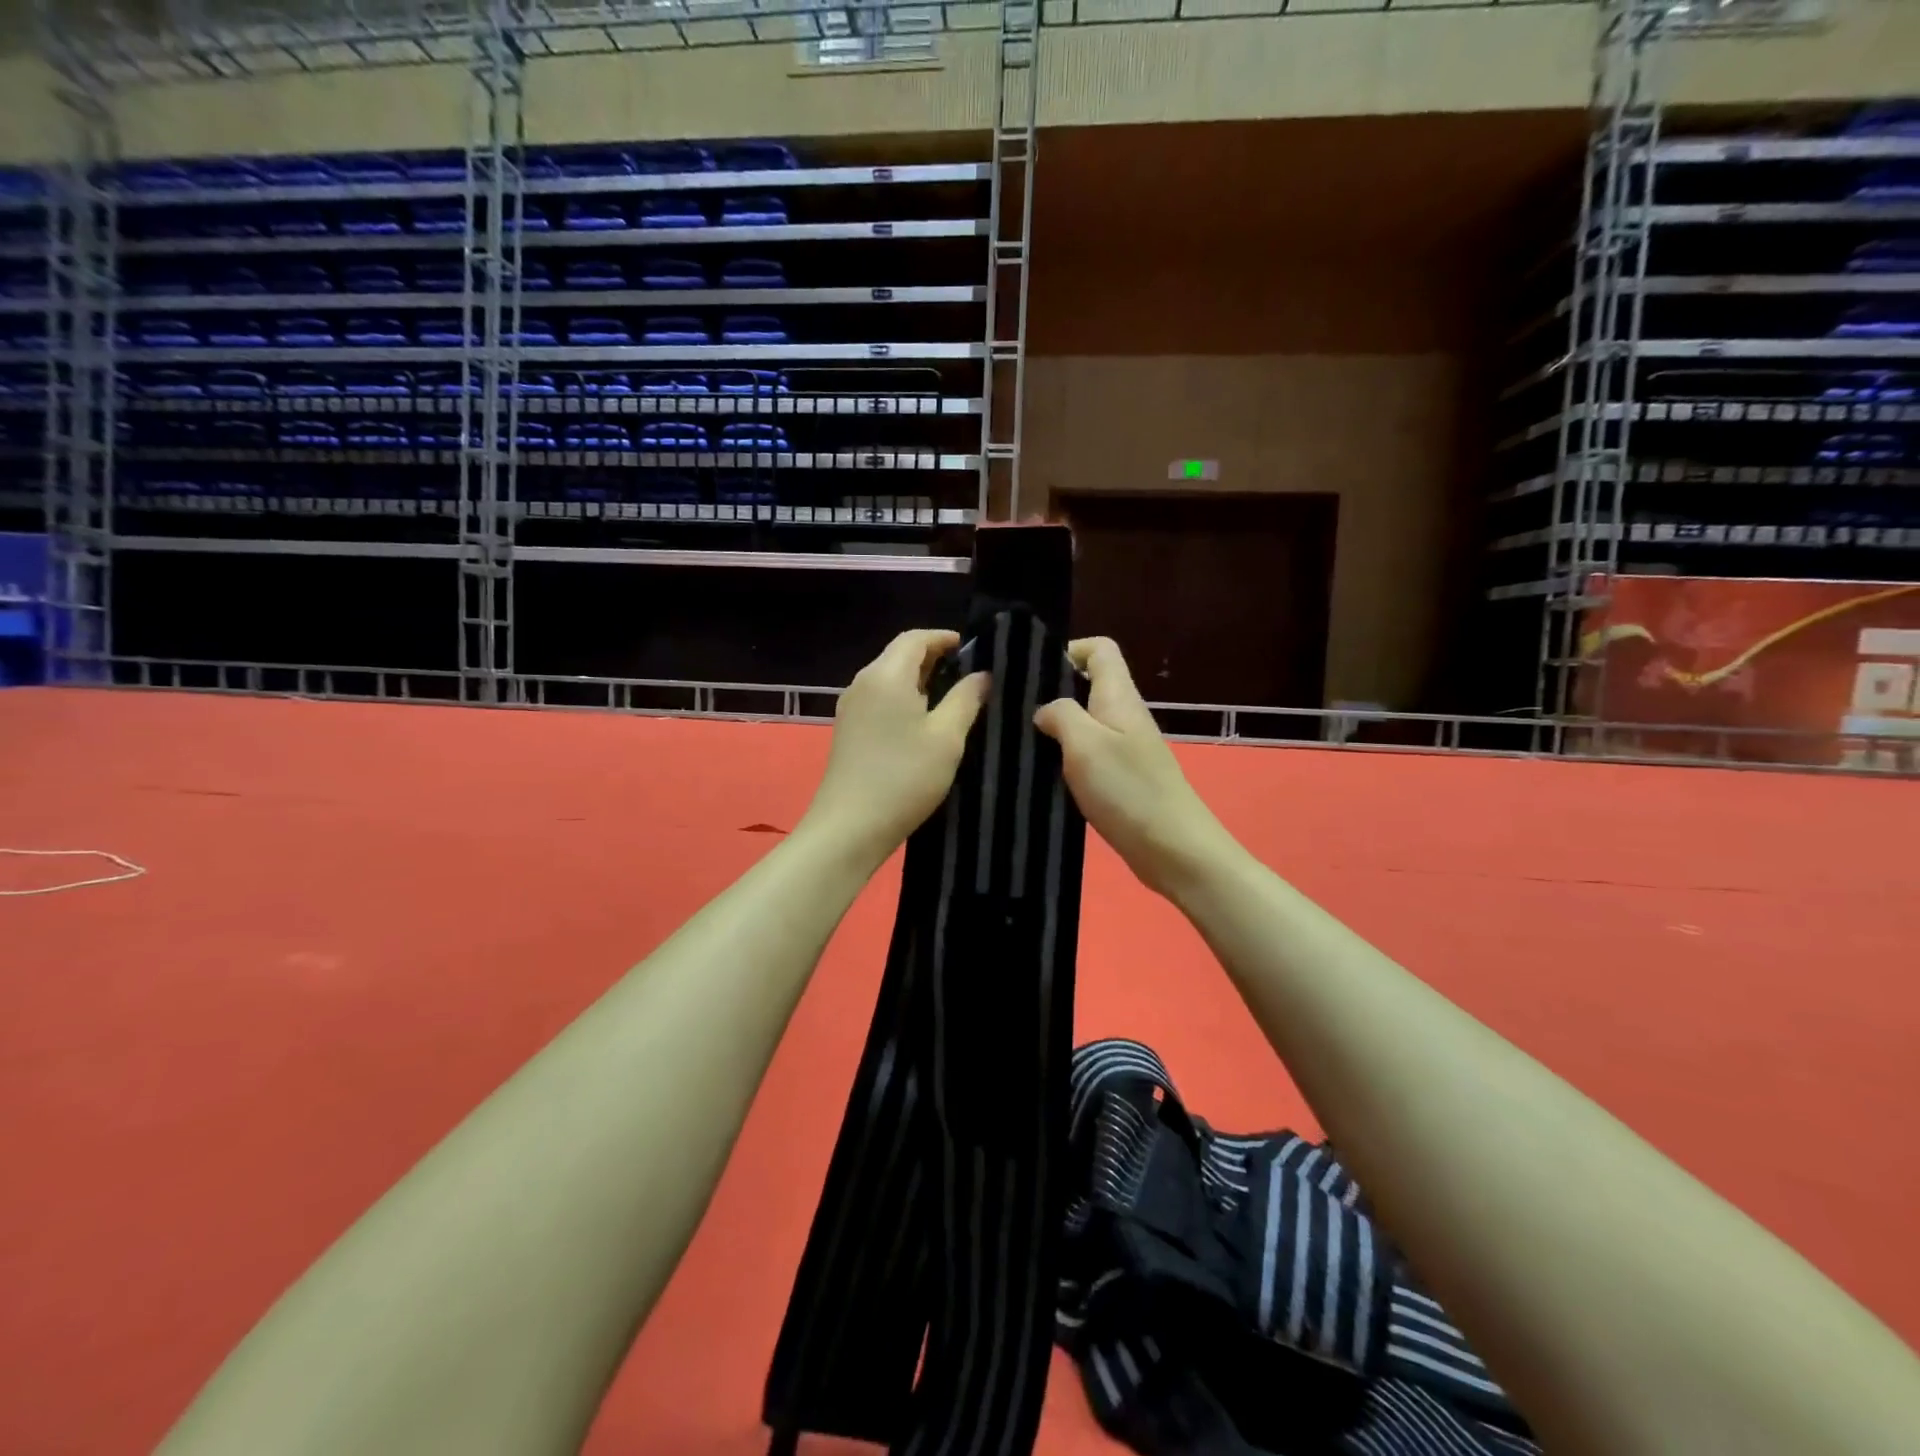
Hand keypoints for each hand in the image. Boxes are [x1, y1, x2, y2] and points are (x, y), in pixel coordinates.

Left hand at [802, 629, 990, 869]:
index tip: (974, 650)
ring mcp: (851, 707)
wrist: (849, 827)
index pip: (916, 638)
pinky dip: (904, 698)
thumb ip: (967, 699)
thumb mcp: (947, 738)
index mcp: (886, 675)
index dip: (945, 638)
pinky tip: (924, 722)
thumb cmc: (904, 778)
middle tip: (970, 675)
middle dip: (934, 658)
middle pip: (900, 655)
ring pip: (889, 678)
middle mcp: (863, 682)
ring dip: (920, 681)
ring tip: (953, 698)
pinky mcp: (848, 730)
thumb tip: (982, 675)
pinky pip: (880, 699)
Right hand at [1033, 637, 1237, 898]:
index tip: (1035, 673)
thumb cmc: (1127, 789)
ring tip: (1021, 742)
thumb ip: (1061, 715)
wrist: (1172, 847)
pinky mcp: (1122, 777)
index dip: (1069, 650)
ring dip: (1057, 728)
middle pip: (1089, 684)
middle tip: (1015, 711)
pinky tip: (1044, 773)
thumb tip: (1045, 709)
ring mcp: (1126, 747)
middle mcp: (1124, 715)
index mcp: (1119, 696)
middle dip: (1053, 691)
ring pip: (1086, 721)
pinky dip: (1066, 757)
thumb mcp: (1084, 744)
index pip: (1100, 649)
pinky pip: (1089, 753)